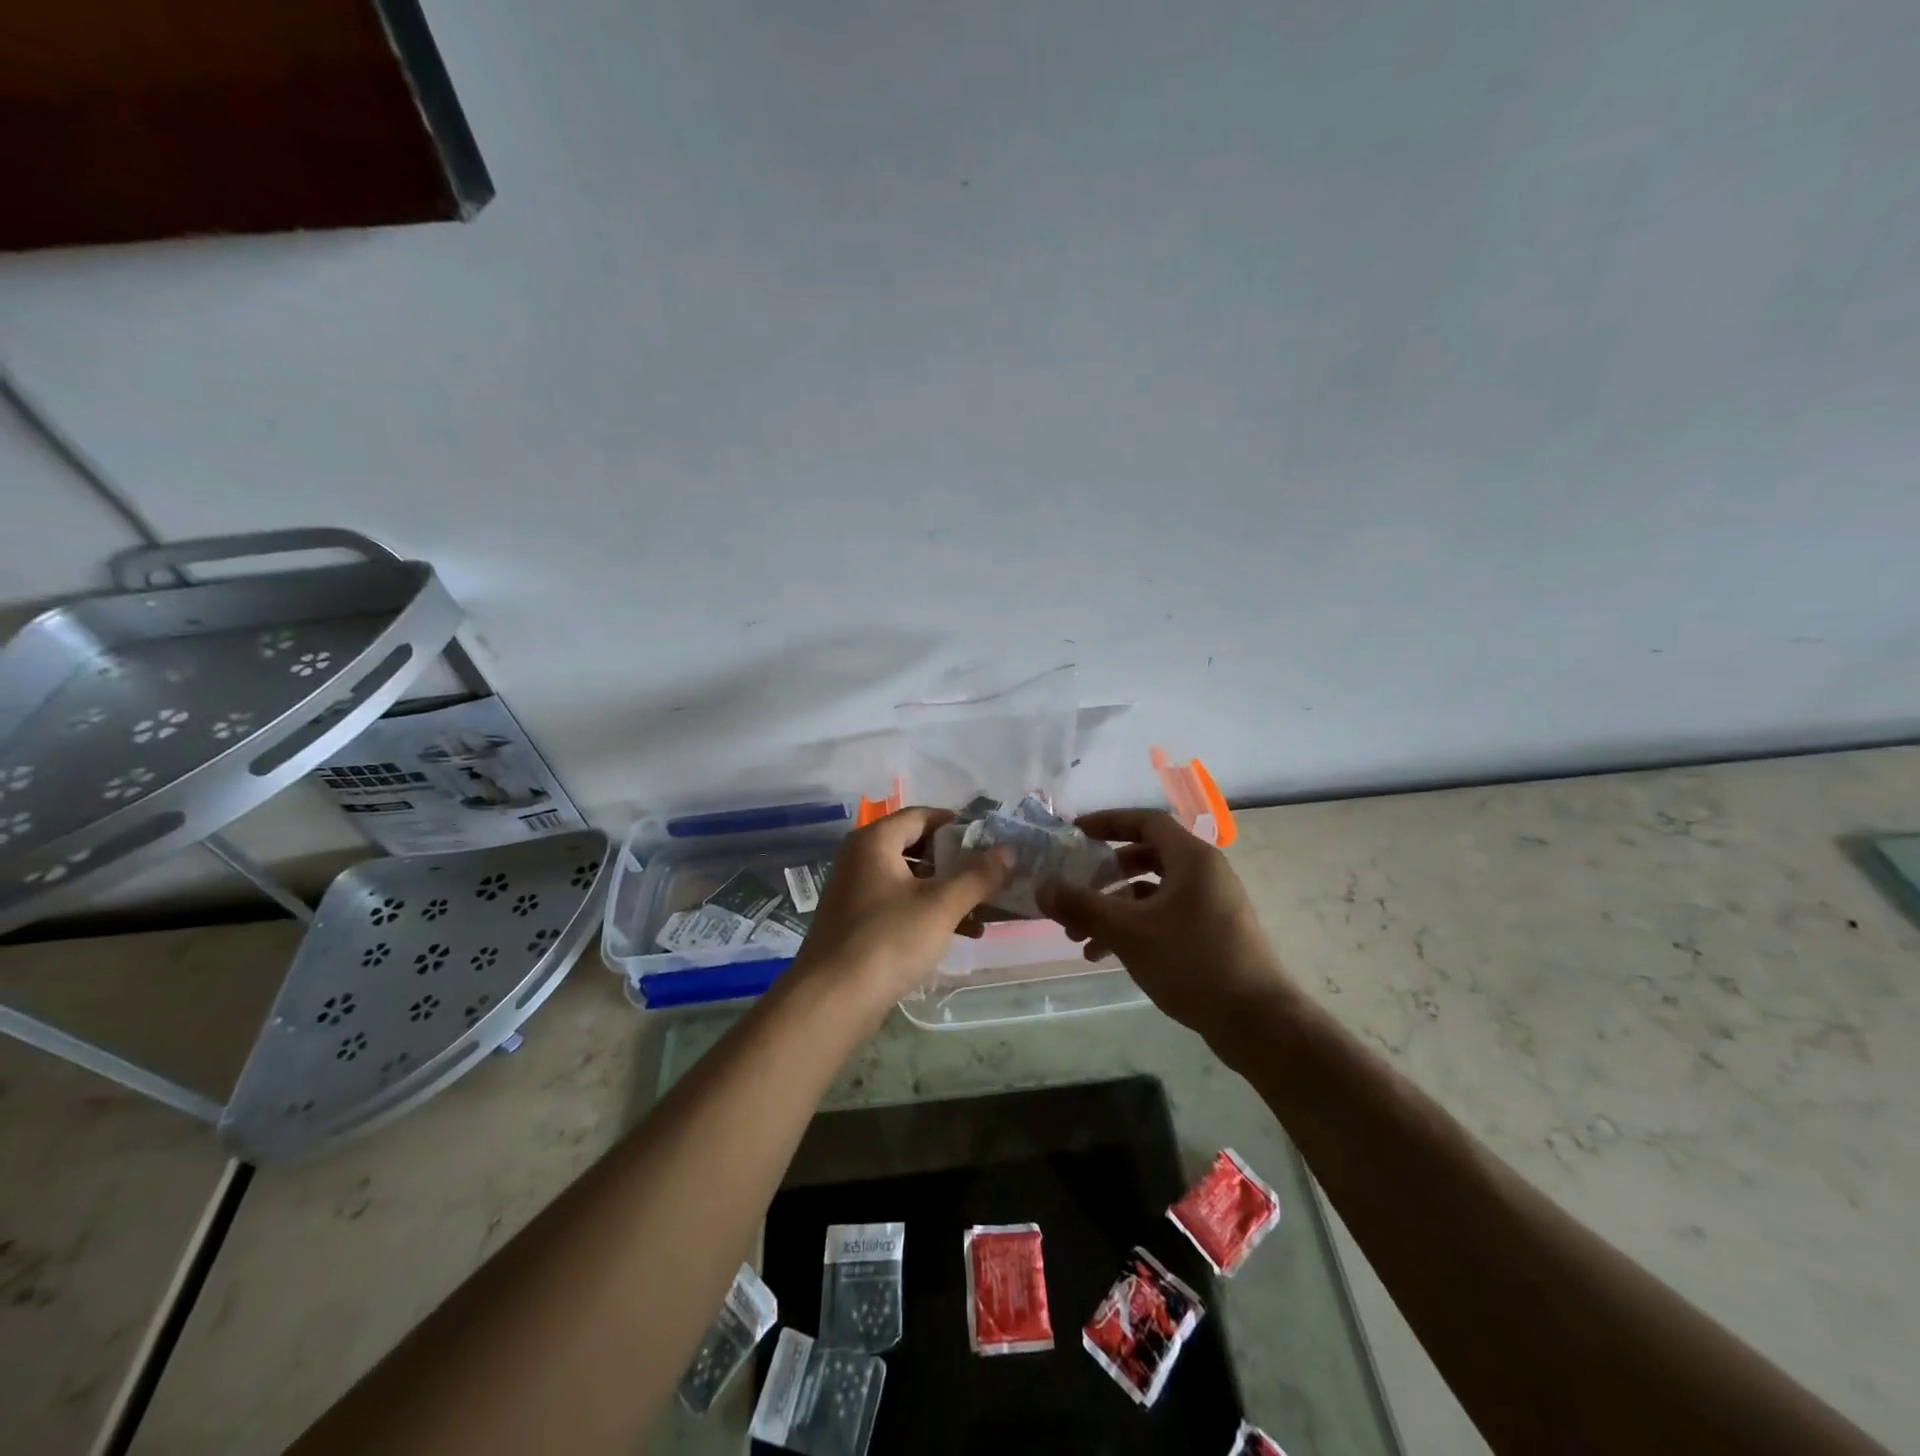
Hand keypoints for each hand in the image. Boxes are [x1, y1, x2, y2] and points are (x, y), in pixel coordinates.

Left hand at [793, 806, 1011, 1009]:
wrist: (832, 1001)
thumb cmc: (888, 940)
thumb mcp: (941, 905)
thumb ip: (978, 876)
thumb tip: (1009, 851)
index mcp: (875, 841)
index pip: (923, 815)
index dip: (959, 824)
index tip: (991, 840)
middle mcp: (861, 858)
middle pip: (918, 846)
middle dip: (958, 862)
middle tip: (992, 873)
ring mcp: (857, 891)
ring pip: (912, 879)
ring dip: (948, 890)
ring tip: (986, 908)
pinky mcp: (858, 922)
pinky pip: (901, 904)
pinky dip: (929, 911)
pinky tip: (961, 932)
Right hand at [1038, 809, 1294, 1046]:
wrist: (1257, 1021)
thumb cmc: (1192, 962)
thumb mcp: (1128, 931)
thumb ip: (1081, 906)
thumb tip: (1042, 888)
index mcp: (1192, 859)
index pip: (1145, 821)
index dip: (1107, 822)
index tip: (1075, 833)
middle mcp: (1204, 874)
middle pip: (1146, 856)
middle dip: (1105, 874)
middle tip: (1075, 887)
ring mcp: (1211, 906)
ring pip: (1152, 893)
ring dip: (1113, 908)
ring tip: (1078, 935)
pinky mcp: (1212, 935)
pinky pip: (1164, 918)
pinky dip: (1134, 928)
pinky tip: (1102, 955)